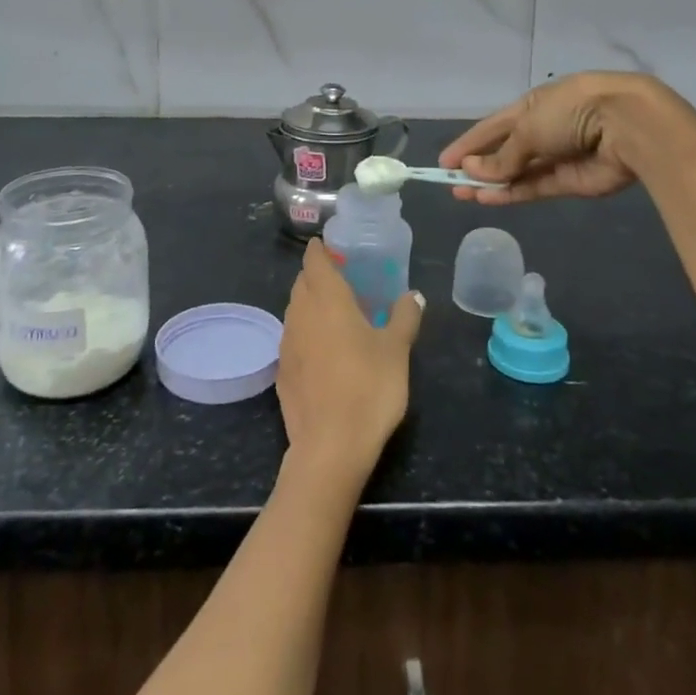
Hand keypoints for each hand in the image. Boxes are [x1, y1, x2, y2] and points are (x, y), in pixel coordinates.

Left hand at [277, 239, 423, 490]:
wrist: (330, 446)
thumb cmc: (369, 388)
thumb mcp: (397, 350)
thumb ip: (404, 317)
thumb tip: (414, 295)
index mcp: (327, 299)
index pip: (314, 261)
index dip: (320, 250)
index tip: (332, 248)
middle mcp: (300, 313)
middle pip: (302, 283)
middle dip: (317, 276)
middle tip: (341, 280)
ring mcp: (287, 343)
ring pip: (295, 310)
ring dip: (310, 304)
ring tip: (335, 314)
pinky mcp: (281, 371)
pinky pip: (292, 338)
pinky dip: (306, 333)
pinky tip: (323, 350)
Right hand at [439, 71, 690, 205]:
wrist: (627, 126)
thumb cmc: (571, 111)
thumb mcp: (528, 127)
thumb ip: (502, 155)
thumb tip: (474, 171)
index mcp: (533, 105)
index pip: (493, 126)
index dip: (469, 142)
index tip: (445, 161)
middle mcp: (544, 130)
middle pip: (504, 151)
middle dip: (478, 166)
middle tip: (450, 183)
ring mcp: (557, 157)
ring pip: (517, 173)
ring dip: (490, 183)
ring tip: (462, 195)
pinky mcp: (570, 182)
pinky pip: (533, 187)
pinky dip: (511, 193)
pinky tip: (487, 199)